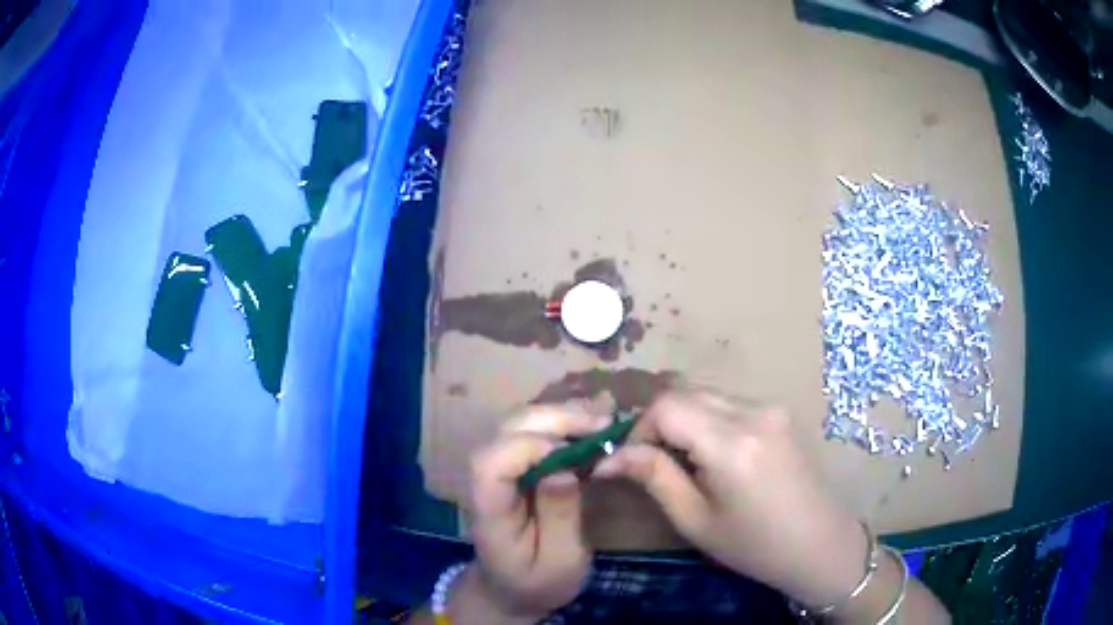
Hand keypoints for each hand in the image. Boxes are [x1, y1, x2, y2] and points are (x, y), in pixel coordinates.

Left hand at [465, 407, 601, 619]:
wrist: (512, 588)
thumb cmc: (536, 582)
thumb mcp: (558, 563)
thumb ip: (559, 518)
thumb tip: (565, 469)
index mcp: (489, 507)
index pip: (493, 462)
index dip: (531, 447)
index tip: (577, 453)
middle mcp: (487, 477)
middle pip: (508, 430)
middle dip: (555, 418)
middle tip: (604, 423)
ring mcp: (500, 466)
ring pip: (521, 422)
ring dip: (562, 414)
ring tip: (604, 419)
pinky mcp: (516, 464)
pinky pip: (534, 431)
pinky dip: (563, 421)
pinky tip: (592, 423)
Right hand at [592, 390, 868, 607]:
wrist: (820, 543)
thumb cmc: (754, 545)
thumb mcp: (696, 520)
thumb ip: (654, 478)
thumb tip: (609, 457)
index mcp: (732, 443)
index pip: (666, 406)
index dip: (638, 430)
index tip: (633, 463)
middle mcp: (753, 411)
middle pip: (685, 392)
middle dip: (658, 422)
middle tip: (651, 462)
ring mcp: (771, 407)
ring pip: (706, 393)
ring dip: (683, 419)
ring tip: (683, 461)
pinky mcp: (780, 412)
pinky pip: (729, 402)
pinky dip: (707, 419)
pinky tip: (714, 454)